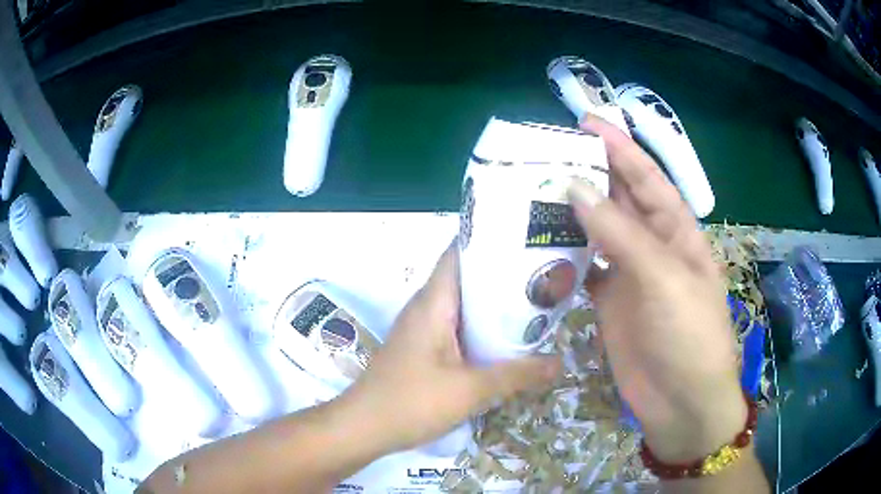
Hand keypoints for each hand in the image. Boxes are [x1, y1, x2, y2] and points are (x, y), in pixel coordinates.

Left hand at [340, 242, 560, 453]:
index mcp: (433, 302)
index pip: (460, 253)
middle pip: (467, 278)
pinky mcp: (422, 349)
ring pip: (463, 306)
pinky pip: (456, 328)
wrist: (363, 428)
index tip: (527, 242)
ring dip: (493, 306)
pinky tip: (505, 341)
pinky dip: (481, 328)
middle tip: (543, 277)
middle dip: (503, 276)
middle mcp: (426, 307)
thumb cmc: (412, 402)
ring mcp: (422, 329)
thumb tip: (559, 363)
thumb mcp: (471, 390)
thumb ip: (517, 375)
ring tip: (534, 305)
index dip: (491, 241)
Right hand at [569, 114, 745, 462]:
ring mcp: (629, 275)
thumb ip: (621, 235)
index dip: (621, 148)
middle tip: (549, 151)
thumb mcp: (664, 279)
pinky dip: (564, 255)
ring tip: (534, 190)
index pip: (647, 179)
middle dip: (591, 173)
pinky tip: (537, 244)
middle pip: (619, 200)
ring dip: (572, 212)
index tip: (587, 122)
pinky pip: (585, 268)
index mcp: (677, 232)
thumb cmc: (689, 336)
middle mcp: (653, 246)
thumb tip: (575, 187)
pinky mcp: (609, 302)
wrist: (681, 401)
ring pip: (598, 232)